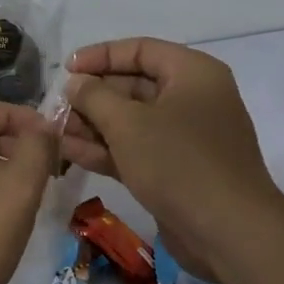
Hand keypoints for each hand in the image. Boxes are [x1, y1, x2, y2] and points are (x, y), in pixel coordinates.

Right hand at [61, 38, 283, 280]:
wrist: (230, 233)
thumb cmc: (179, 162)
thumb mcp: (128, 123)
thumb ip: (94, 96)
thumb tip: (76, 83)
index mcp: (192, 73)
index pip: (140, 50)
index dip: (100, 56)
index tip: (66, 69)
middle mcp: (192, 99)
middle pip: (133, 85)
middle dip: (92, 96)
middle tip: (56, 105)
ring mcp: (185, 137)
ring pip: (131, 121)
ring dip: (93, 124)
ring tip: (54, 130)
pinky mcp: (176, 170)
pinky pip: (136, 149)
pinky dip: (105, 149)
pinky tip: (69, 151)